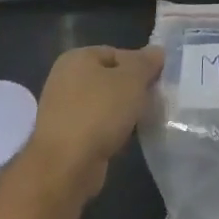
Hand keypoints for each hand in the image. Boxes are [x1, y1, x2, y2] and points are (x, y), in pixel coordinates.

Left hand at [26, 44, 164, 200]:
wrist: (66, 166)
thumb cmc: (99, 112)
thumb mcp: (132, 79)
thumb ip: (146, 62)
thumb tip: (157, 51)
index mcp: (77, 58)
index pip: (117, 53)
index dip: (140, 66)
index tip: (156, 82)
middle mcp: (65, 79)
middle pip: (110, 78)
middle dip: (132, 90)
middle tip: (152, 101)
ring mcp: (62, 109)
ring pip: (104, 104)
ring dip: (123, 112)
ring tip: (141, 121)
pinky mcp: (64, 136)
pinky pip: (95, 125)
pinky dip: (110, 130)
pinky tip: (123, 139)